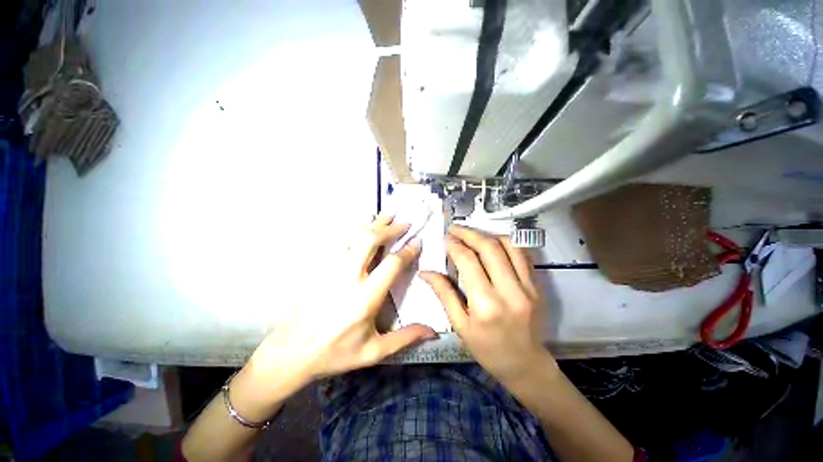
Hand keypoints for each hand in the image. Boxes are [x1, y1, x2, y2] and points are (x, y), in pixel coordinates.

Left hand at [246, 214, 436, 398]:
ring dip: (371, 224)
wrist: (289, 354)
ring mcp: (328, 269)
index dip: (407, 251)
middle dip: (389, 228)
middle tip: (403, 221)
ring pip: (352, 236)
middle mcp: (347, 278)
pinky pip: (337, 242)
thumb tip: (433, 331)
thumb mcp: (373, 352)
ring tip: (386, 216)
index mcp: (365, 299)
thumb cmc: (334, 354)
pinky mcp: (317, 268)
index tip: (417, 241)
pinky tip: (359, 226)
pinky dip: (352, 230)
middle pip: (369, 240)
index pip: (391, 265)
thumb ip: (405, 338)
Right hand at [420, 225, 551, 382]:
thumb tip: (425, 271)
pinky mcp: (536, 285)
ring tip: (471, 234)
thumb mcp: (459, 325)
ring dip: (487, 234)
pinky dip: (505, 242)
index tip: (445, 238)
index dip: (455, 245)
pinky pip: (521, 254)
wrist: (525, 365)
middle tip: (454, 229)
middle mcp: (509, 291)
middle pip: (488, 248)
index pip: (468, 261)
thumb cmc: (486, 349)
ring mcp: (527, 287)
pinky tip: (491, 242)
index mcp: (485, 305)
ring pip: (508, 246)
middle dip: (468, 233)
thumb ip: (443, 293)